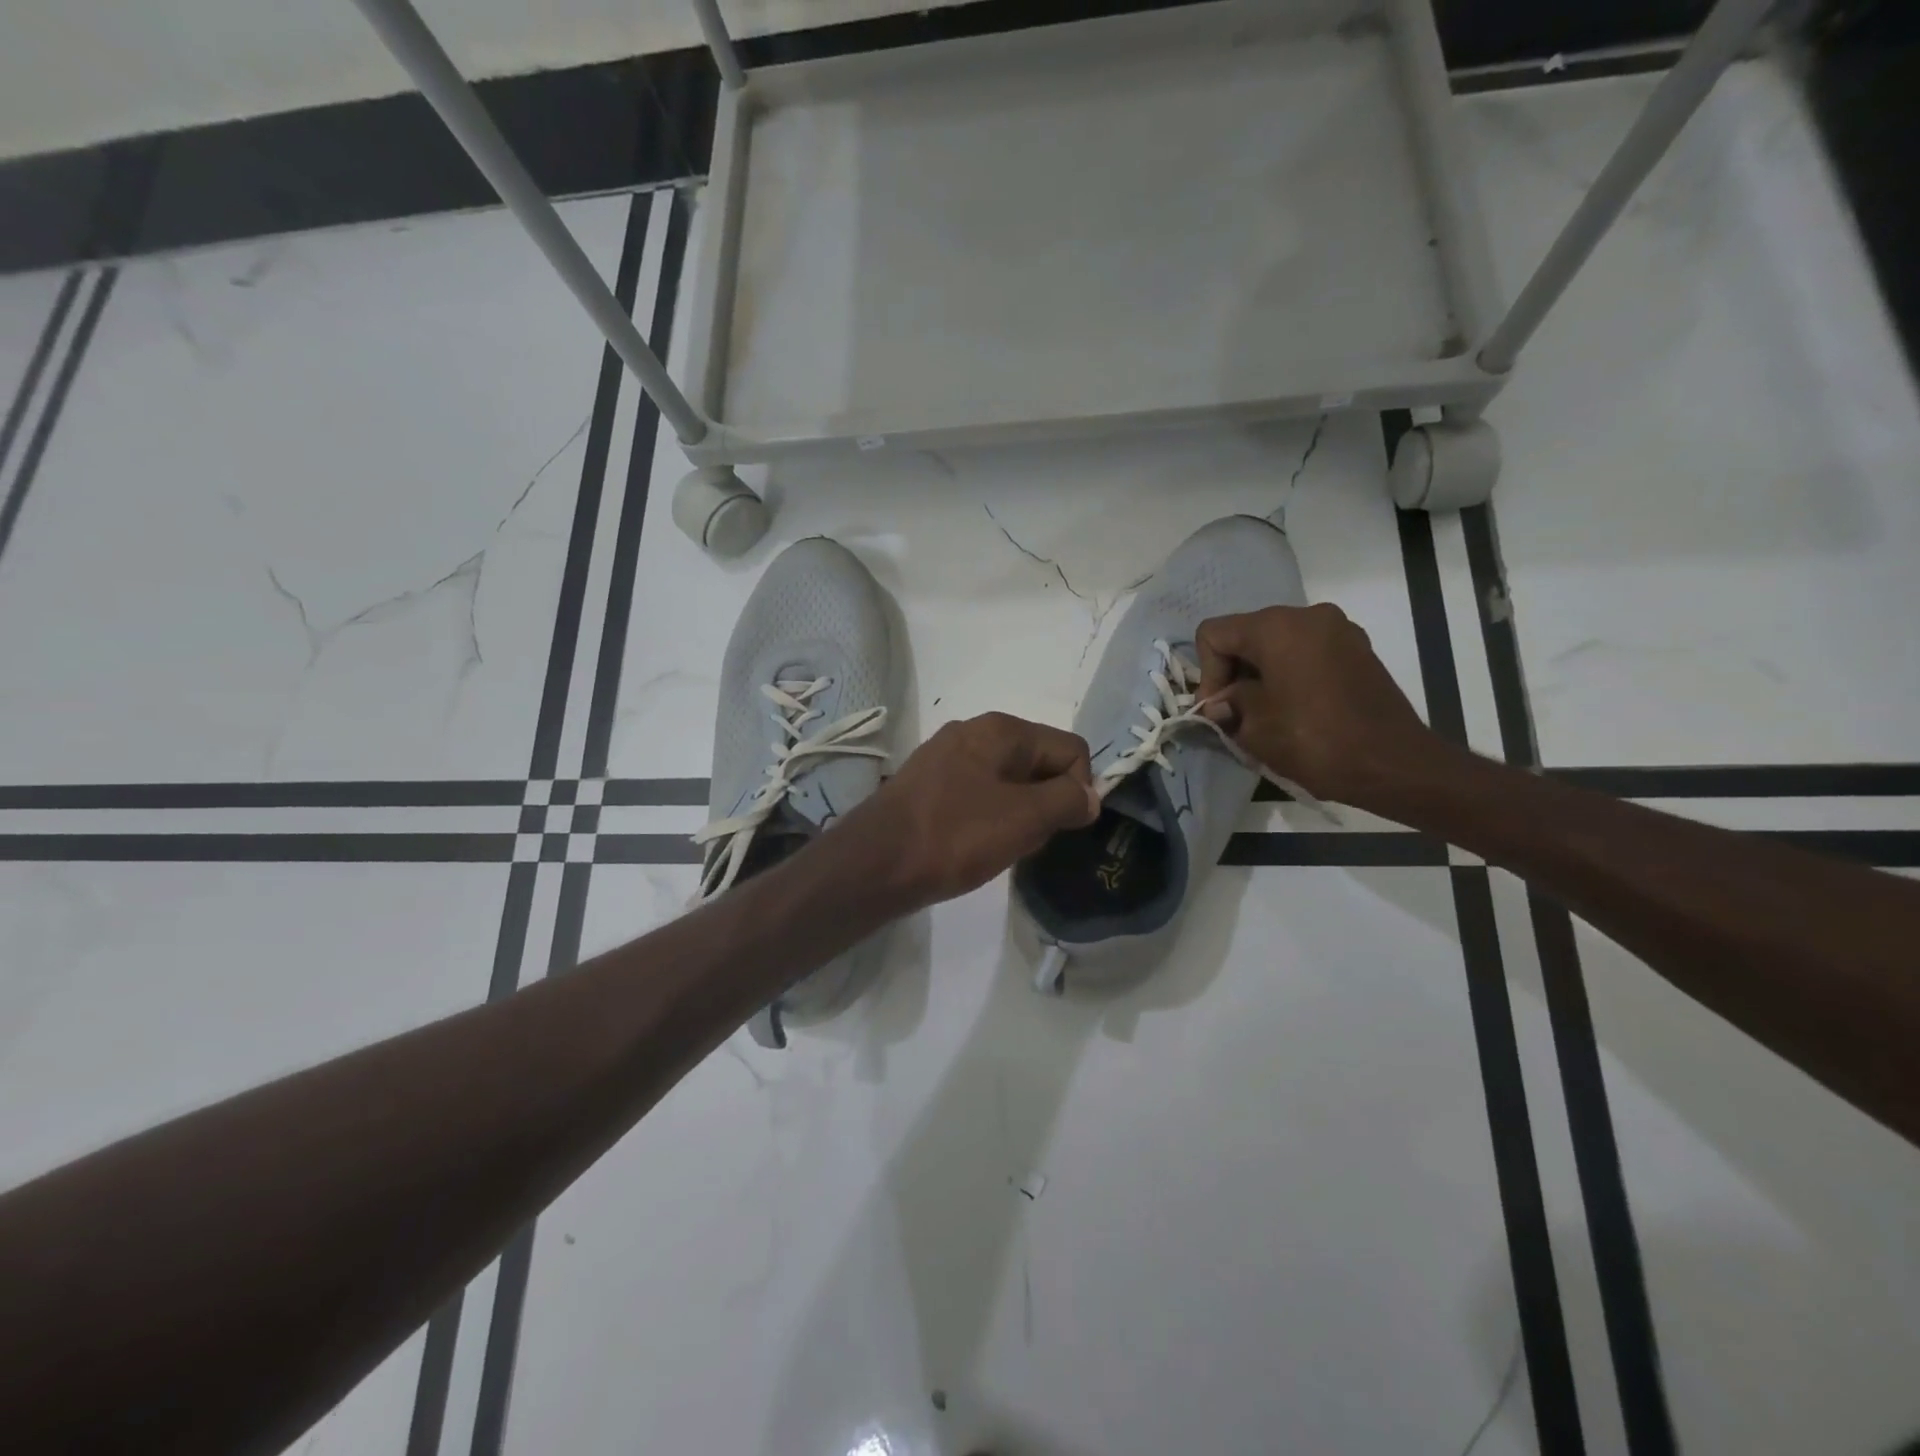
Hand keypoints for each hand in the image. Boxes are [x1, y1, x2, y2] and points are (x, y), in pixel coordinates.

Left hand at [846, 713, 1098, 910]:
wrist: (873, 864)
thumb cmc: (954, 836)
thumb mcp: (1024, 819)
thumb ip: (1067, 801)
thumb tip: (1090, 796)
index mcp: (1001, 729)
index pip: (1070, 748)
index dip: (1078, 789)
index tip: (1060, 827)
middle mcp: (974, 731)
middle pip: (1039, 762)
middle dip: (1047, 802)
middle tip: (1028, 839)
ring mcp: (946, 756)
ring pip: (1010, 782)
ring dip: (1019, 814)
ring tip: (999, 846)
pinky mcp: (929, 784)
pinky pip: (979, 795)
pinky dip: (989, 818)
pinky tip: (974, 845)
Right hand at [1195, 603, 1440, 806]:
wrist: (1395, 765)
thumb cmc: (1315, 741)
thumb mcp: (1255, 727)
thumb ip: (1228, 705)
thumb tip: (1220, 704)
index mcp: (1276, 627)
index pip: (1214, 634)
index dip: (1206, 673)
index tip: (1219, 710)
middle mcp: (1307, 615)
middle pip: (1247, 635)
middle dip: (1234, 673)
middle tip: (1235, 714)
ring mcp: (1339, 630)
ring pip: (1278, 644)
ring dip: (1262, 674)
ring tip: (1266, 714)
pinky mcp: (1358, 650)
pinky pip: (1308, 652)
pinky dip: (1291, 674)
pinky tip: (1296, 709)